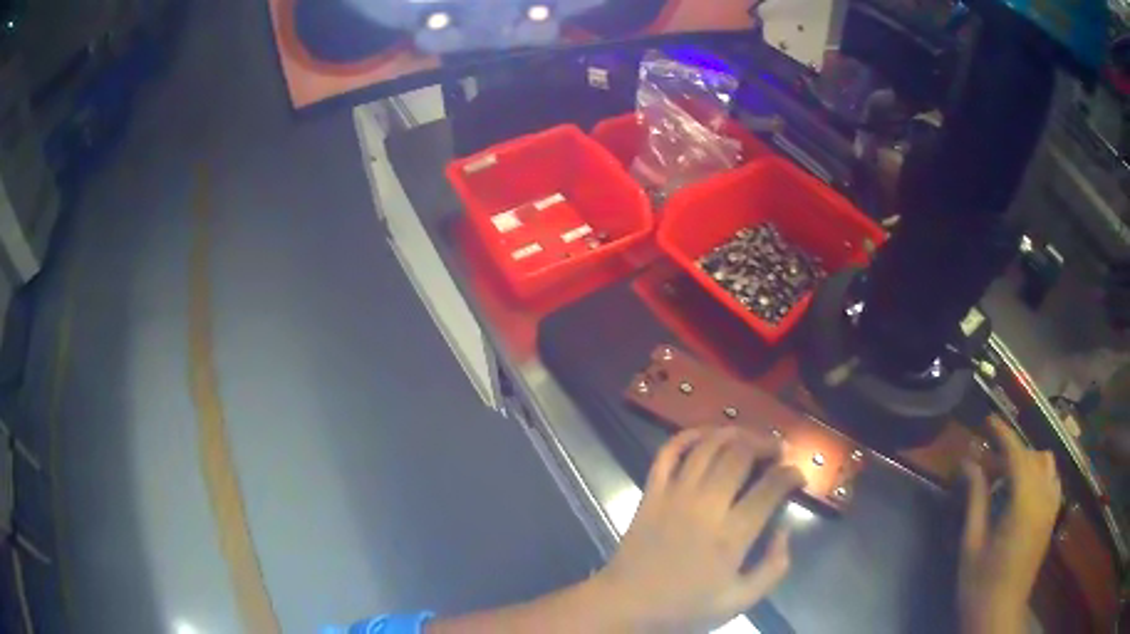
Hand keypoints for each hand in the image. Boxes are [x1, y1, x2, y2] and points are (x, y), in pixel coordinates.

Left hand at [592, 426, 805, 632]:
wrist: (627, 605)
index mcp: (731, 534)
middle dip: (766, 444)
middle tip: (777, 450)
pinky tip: (706, 435)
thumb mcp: (740, 601)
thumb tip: (784, 531)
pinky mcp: (651, 492)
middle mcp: (705, 505)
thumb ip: (773, 568)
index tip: (798, 477)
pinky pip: (668, 452)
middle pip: (740, 454)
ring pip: (708, 446)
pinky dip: (688, 436)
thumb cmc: (685, 607)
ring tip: (750, 438)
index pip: (770, 487)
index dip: (791, 474)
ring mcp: (675, 495)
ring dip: (734, 433)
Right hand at [959, 417, 1061, 633]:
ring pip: (1047, 464)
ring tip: (1007, 473)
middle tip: (987, 460)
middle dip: (1011, 450)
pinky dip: (1040, 473)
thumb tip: (969, 462)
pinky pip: (1053, 480)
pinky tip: (1026, 488)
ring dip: (1028, 460)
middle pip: (1032, 456)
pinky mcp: (1052, 517)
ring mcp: (1052, 507)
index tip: (988, 420)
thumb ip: (976, 499)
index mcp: (1024, 503)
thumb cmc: (980, 585)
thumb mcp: (972, 544)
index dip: (1003, 434)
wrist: (1000, 615)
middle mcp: (1044, 497)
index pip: (1017, 454)